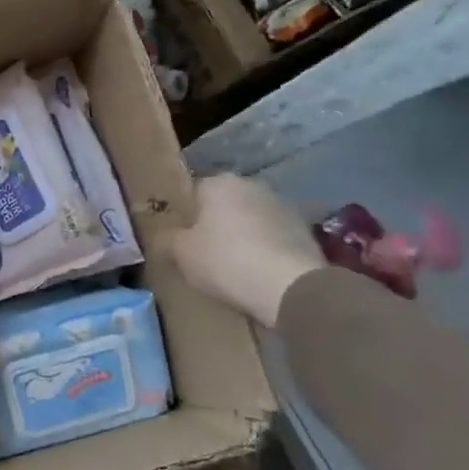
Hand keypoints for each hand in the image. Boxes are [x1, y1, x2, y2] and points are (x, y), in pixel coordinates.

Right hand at [164, 174, 325, 328]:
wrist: (289, 286)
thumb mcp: (181, 253)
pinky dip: (264, 249)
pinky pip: (273, 237)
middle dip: (214, 223)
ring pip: (250, 219)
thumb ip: (167, 240)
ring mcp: (283, 206)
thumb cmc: (224, 260)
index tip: (179, 238)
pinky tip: (257, 272)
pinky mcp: (305, 230)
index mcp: (219, 182)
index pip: (192, 192)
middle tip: (202, 252)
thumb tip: (163, 237)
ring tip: (232, 266)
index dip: (184, 215)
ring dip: (242, 236)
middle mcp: (252, 185)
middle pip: (223, 204)